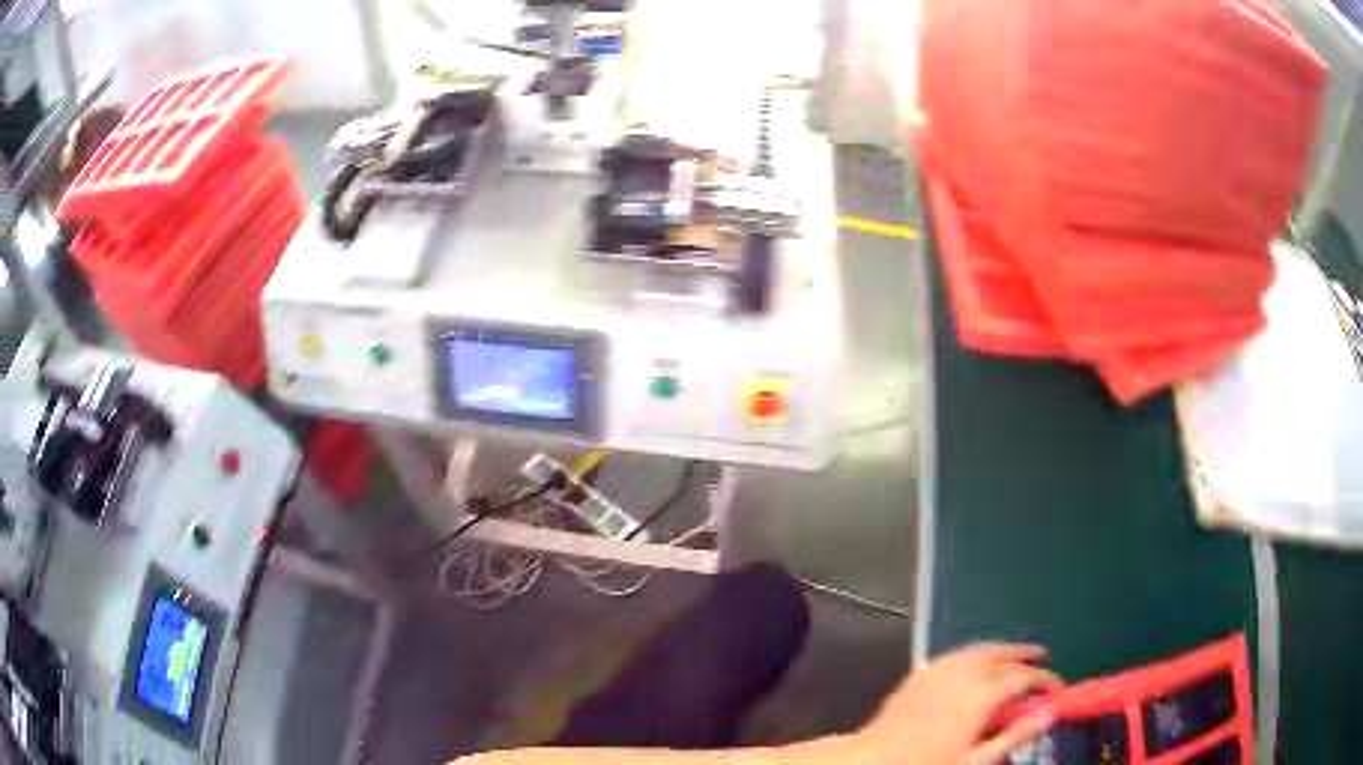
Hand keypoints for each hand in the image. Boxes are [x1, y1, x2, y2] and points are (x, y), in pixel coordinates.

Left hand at [852, 643, 1062, 764]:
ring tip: (1018, 655)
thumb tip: (1049, 712)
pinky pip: (958, 653)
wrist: (873, 760)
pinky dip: (977, 652)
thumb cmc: (929, 764)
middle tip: (1043, 657)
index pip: (1024, 677)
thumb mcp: (976, 760)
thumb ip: (1015, 735)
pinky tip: (979, 661)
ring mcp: (940, 669)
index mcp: (982, 694)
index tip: (1057, 688)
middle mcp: (964, 673)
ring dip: (1003, 649)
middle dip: (1026, 656)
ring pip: (981, 649)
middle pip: (1004, 656)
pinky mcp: (921, 673)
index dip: (1045, 680)